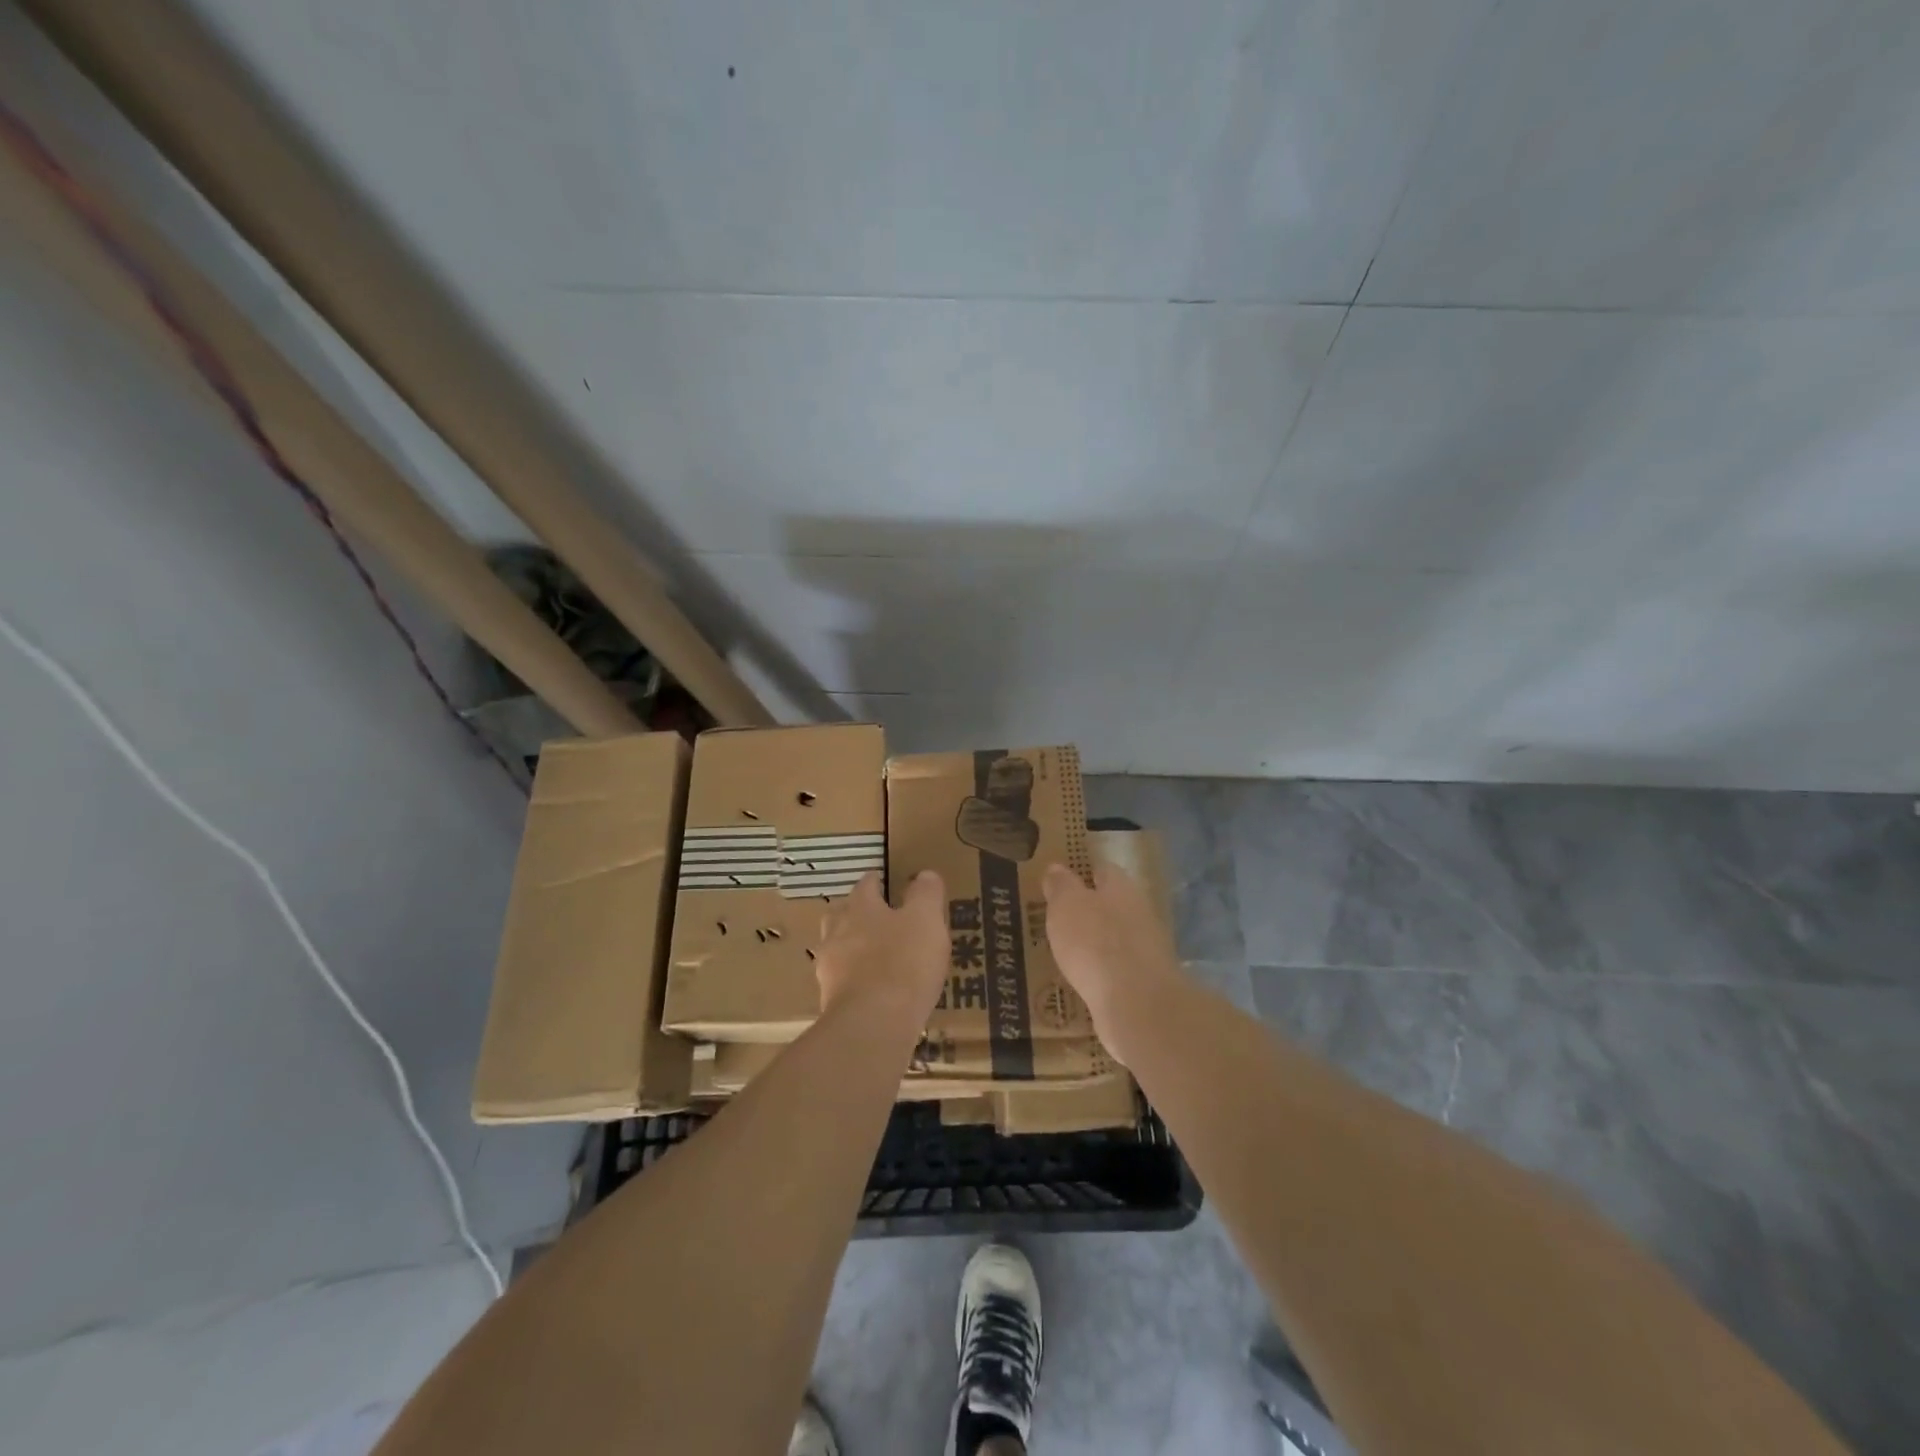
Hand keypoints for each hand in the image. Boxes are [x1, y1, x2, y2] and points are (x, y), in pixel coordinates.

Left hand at [816, 870, 948, 1026]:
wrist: (872, 1023)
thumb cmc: (903, 962)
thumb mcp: (926, 920)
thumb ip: (926, 894)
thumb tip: (925, 875)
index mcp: (860, 908)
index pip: (865, 886)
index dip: (875, 882)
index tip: (883, 881)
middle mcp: (837, 932)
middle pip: (841, 914)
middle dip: (855, 913)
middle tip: (875, 918)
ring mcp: (829, 968)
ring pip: (836, 948)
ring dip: (851, 948)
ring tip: (872, 957)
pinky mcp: (829, 1001)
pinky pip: (840, 982)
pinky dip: (853, 980)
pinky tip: (870, 990)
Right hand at [1043, 862, 1184, 1065]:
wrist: (1137, 1003)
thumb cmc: (1095, 942)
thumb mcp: (1066, 906)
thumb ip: (1061, 886)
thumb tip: (1057, 868)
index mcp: (1122, 887)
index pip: (1103, 870)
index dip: (1083, 873)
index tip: (1062, 880)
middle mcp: (1140, 912)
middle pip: (1113, 904)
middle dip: (1090, 910)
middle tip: (1060, 918)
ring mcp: (1147, 949)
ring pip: (1117, 938)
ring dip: (1097, 943)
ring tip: (1067, 951)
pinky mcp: (1146, 982)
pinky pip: (1118, 970)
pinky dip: (1102, 972)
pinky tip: (1084, 980)